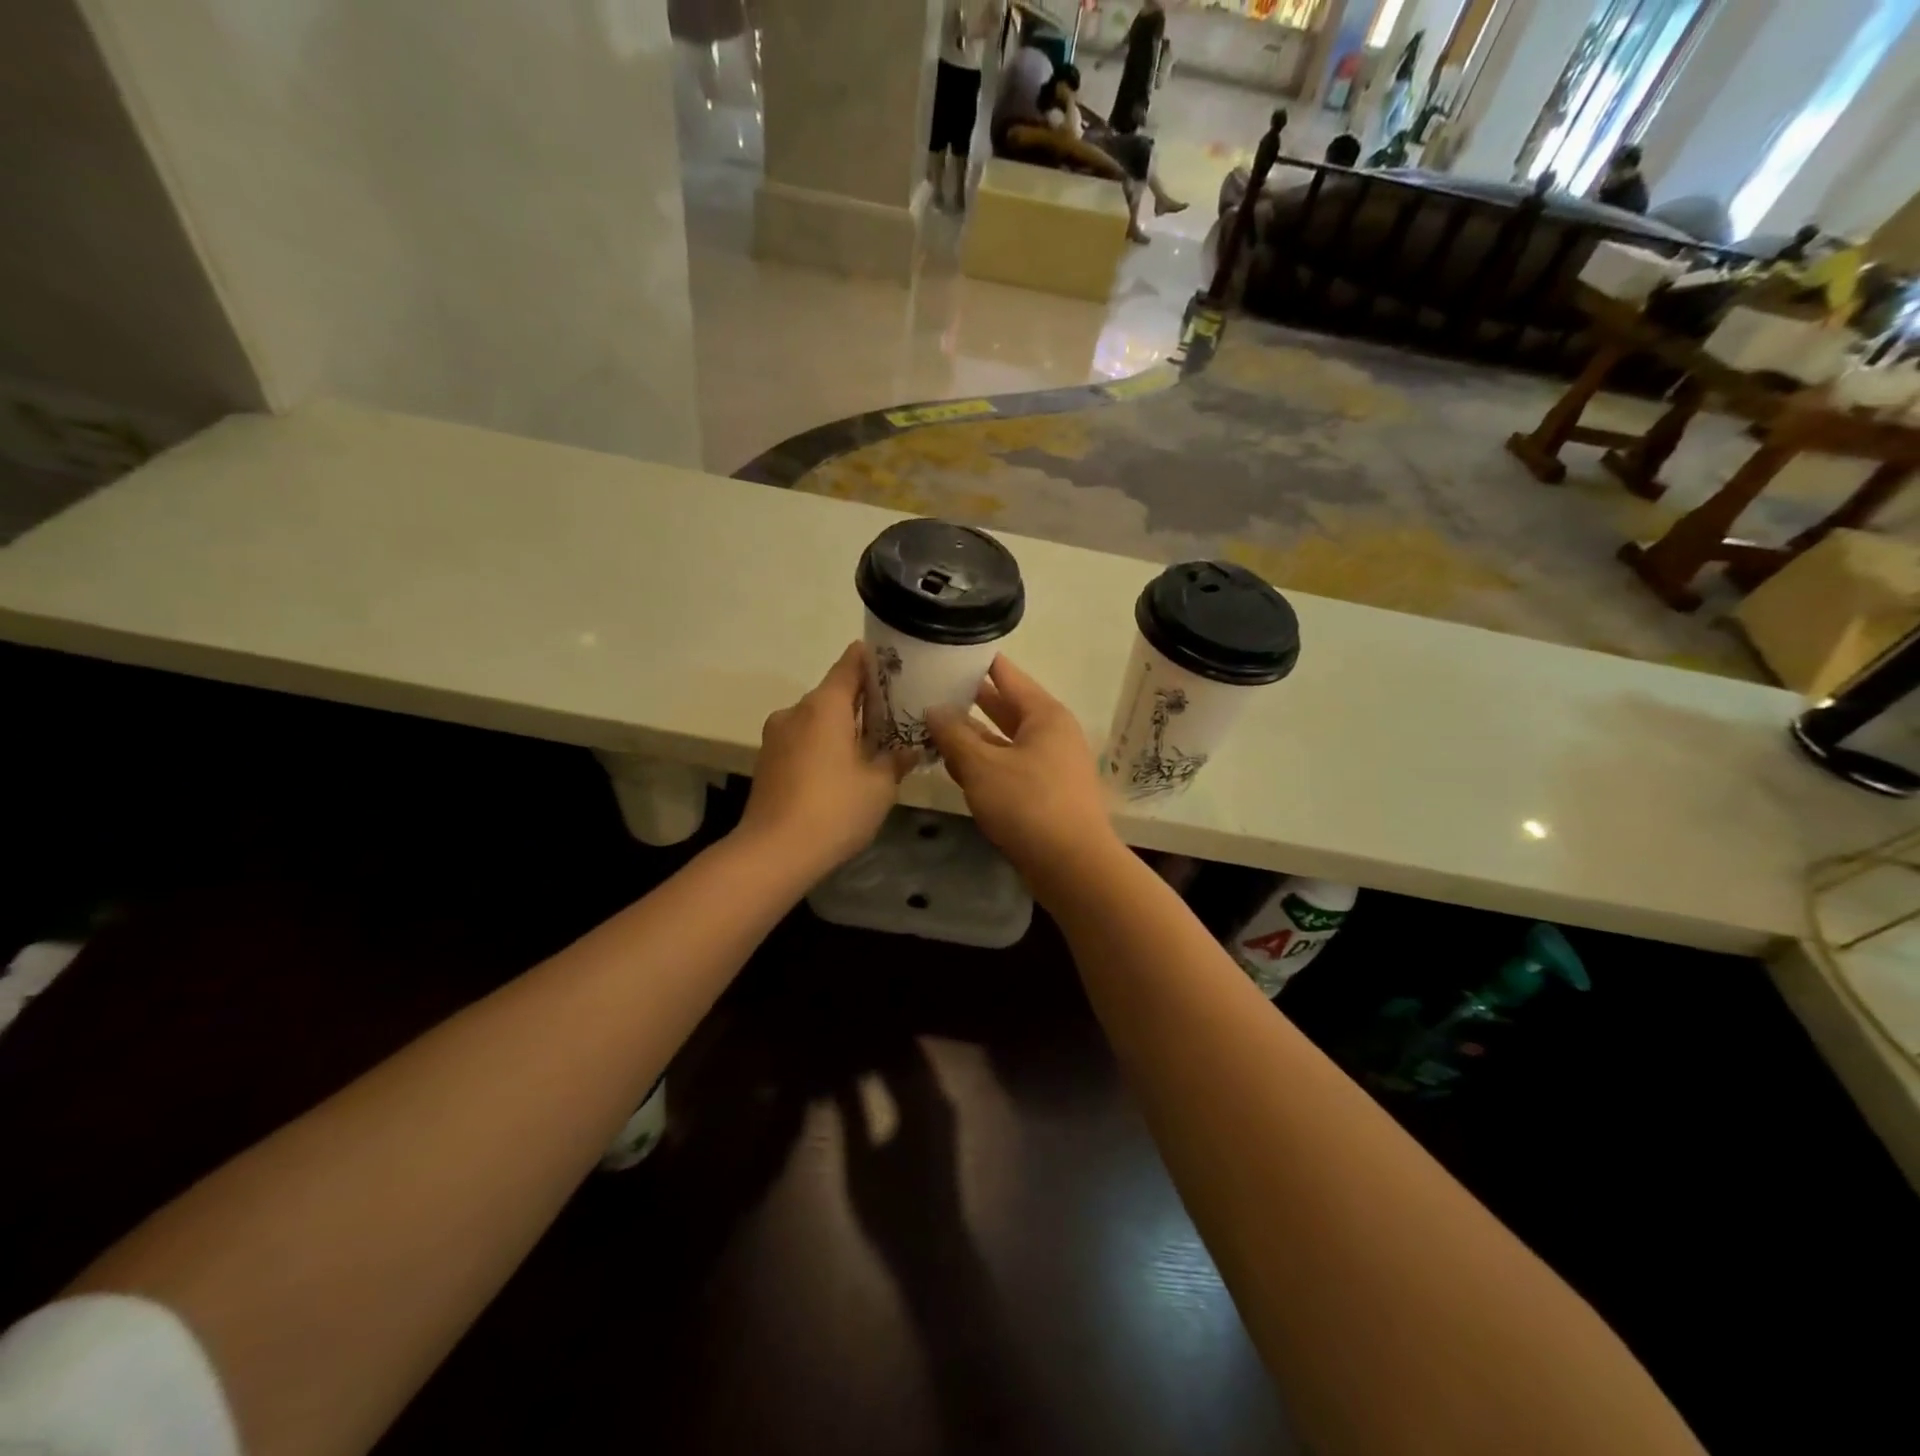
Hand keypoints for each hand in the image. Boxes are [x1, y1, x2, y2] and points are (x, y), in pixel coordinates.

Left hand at [739, 643, 914, 873]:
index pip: (850, 664)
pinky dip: (824, 746)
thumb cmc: (834, 809)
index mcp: (824, 705)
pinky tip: (842, 770)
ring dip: (842, 727)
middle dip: (863, 701)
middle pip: (833, 693)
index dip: (873, 660)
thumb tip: (910, 748)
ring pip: (816, 720)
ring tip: (871, 746)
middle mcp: (796, 711)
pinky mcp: (767, 762)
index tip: (896, 663)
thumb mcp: (879, 785)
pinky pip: (803, 741)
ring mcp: (776, 737)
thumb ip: (896, 759)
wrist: (773, 853)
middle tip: (895, 713)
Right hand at [925, 655, 1119, 896]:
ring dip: (970, 737)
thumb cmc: (1029, 805)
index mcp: (1043, 714)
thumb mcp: (982, 766)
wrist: (1072, 866)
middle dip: (966, 701)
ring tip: (929, 726)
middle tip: (927, 688)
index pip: (1005, 674)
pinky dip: (982, 764)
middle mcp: (1050, 733)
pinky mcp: (1043, 792)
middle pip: (1003, 707)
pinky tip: (953, 767)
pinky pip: (1006, 767)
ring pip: (1002, 741)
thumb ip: (954, 735)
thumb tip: (933, 709)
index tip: (943, 651)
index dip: (975, 662)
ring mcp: (1048, 764)